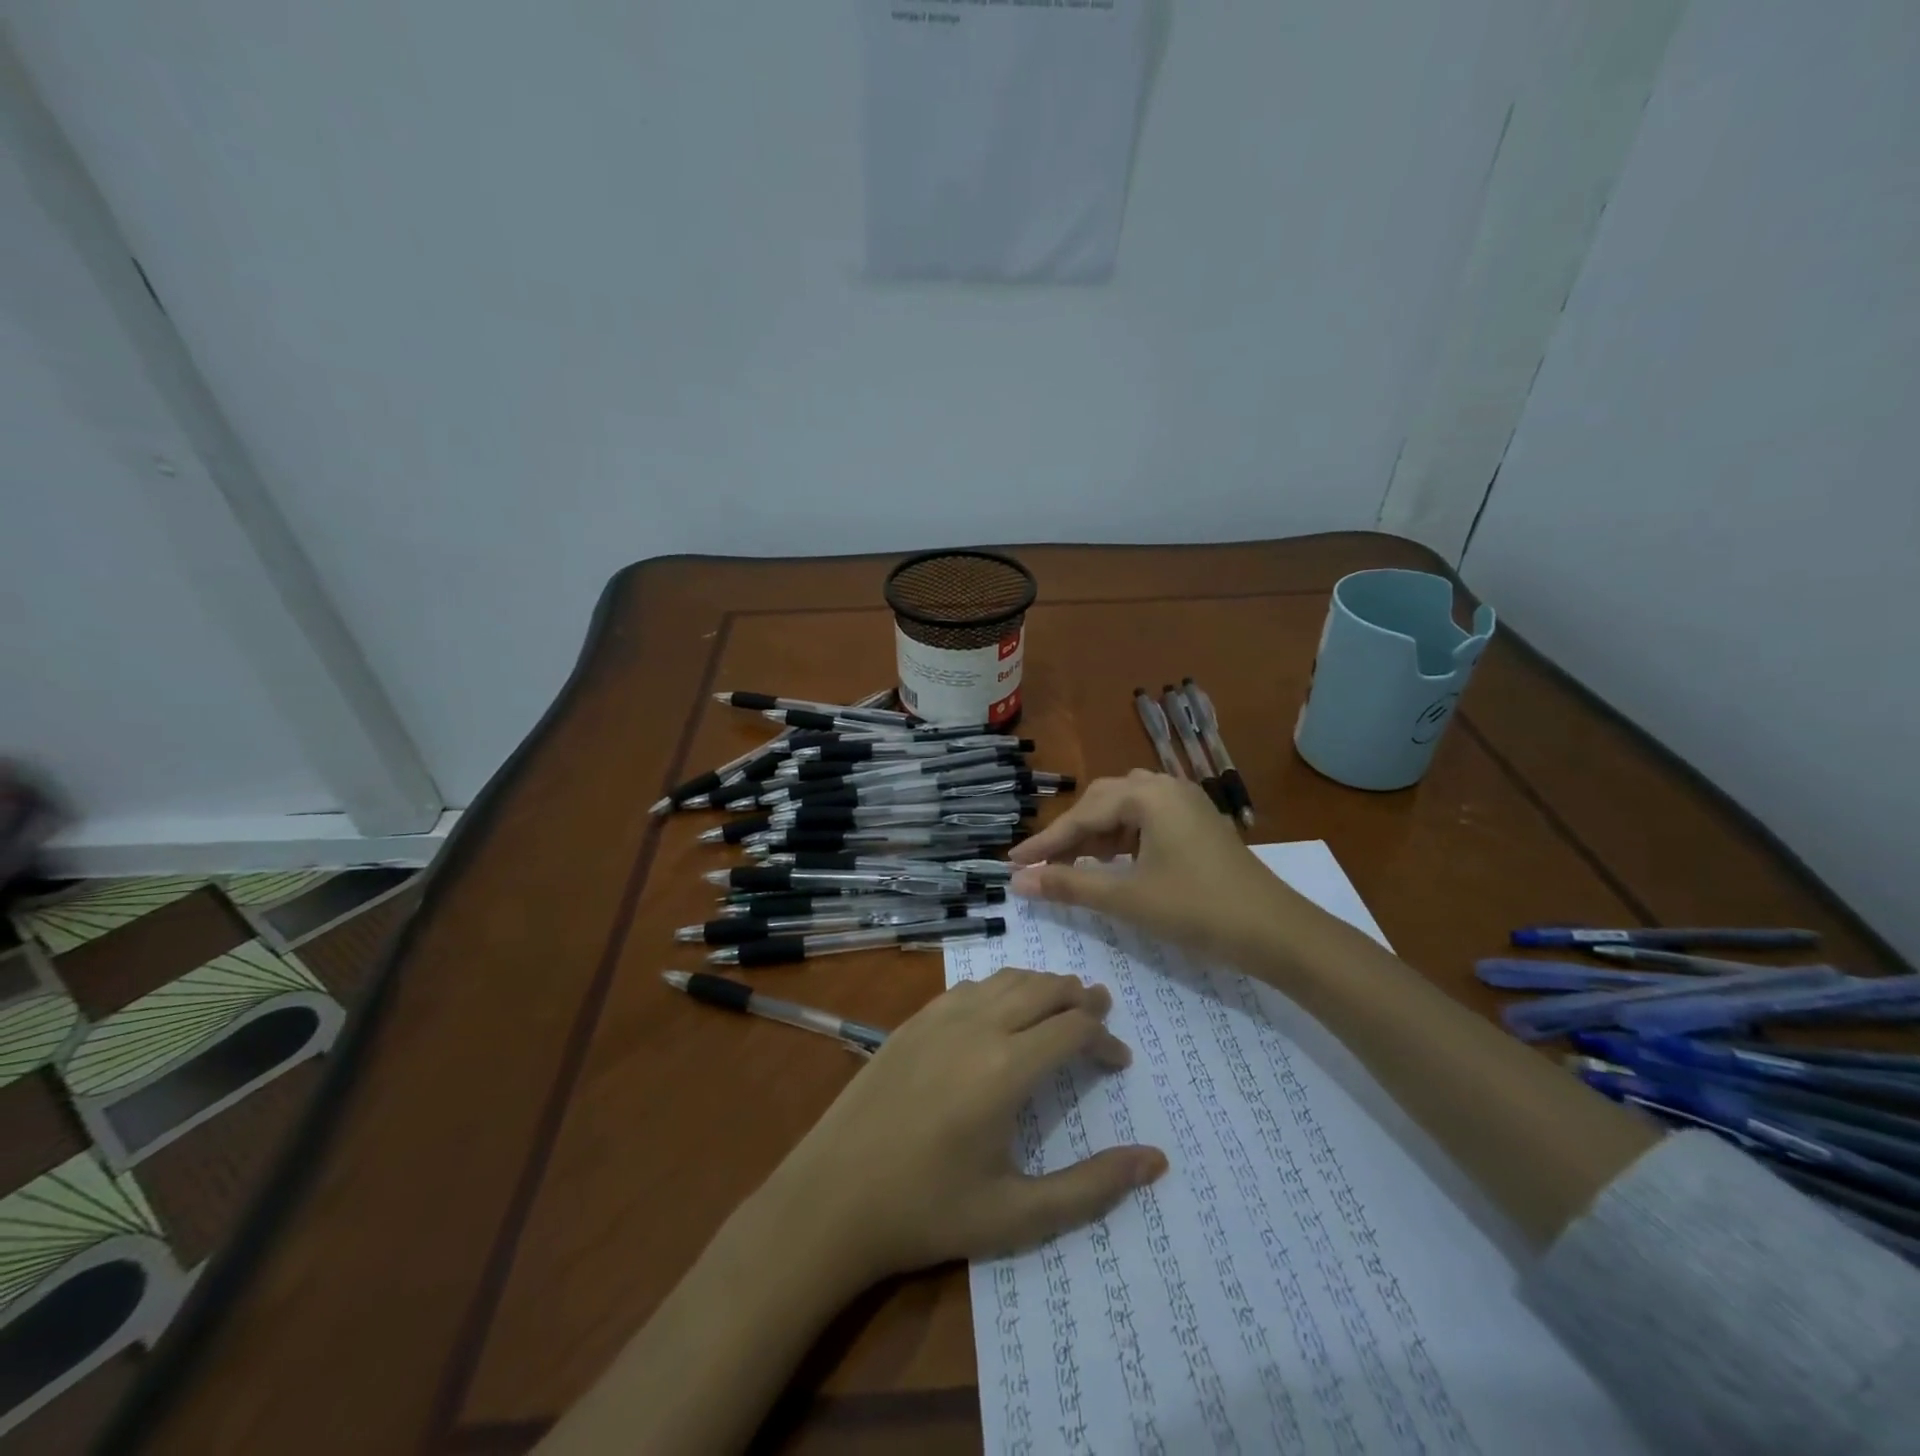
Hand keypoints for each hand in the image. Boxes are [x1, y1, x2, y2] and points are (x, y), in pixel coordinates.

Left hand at [763, 968, 1166, 1291]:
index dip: (1104, 1039)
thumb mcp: (1017, 1215)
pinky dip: (1001, 988)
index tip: (1118, 1062)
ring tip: (1062, 1005)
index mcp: (1006, 1069)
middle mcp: (977, 1026)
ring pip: (1006, 979)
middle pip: (1043, 988)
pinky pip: (970, 987)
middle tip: (1101, 1013)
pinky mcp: (912, 1020)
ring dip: (1041, 986)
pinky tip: (1002, 1011)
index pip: (1073, 1030)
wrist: (832, 1197)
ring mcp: (939, 1017)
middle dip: (1079, 998)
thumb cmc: (928, 1211)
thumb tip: (1154, 1162)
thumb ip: (1091, 1187)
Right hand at [1009, 770, 1305, 967]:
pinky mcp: (1197, 824)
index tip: (1012, 862)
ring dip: (1096, 836)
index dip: (1044, 842)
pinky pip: (1147, 821)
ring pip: (1125, 811)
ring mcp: (1186, 804)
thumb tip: (1018, 882)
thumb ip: (1069, 886)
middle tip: (1040, 866)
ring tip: (1073, 867)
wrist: (1278, 933)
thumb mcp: (1128, 899)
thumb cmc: (1198, 910)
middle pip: (1102, 804)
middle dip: (1069, 836)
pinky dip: (1122, 840)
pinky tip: (1113, 864)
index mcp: (1148, 795)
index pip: (1082, 815)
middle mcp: (1166, 787)